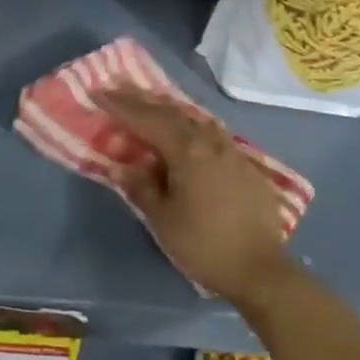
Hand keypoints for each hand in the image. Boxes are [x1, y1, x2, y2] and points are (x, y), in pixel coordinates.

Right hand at [97, 88, 296, 311]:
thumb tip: (121, 167)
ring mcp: (232, 151)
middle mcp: (210, 142)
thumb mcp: (162, 219)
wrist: (260, 270)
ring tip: (151, 102)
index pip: (146, 119)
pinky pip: (213, 133)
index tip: (98, 92)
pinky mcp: (246, 166)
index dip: (120, 105)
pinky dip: (192, 124)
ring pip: (196, 119)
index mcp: (186, 150)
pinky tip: (190, 130)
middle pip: (171, 112)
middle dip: (142, 100)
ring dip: (169, 108)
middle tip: (118, 88)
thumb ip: (140, 187)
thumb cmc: (203, 244)